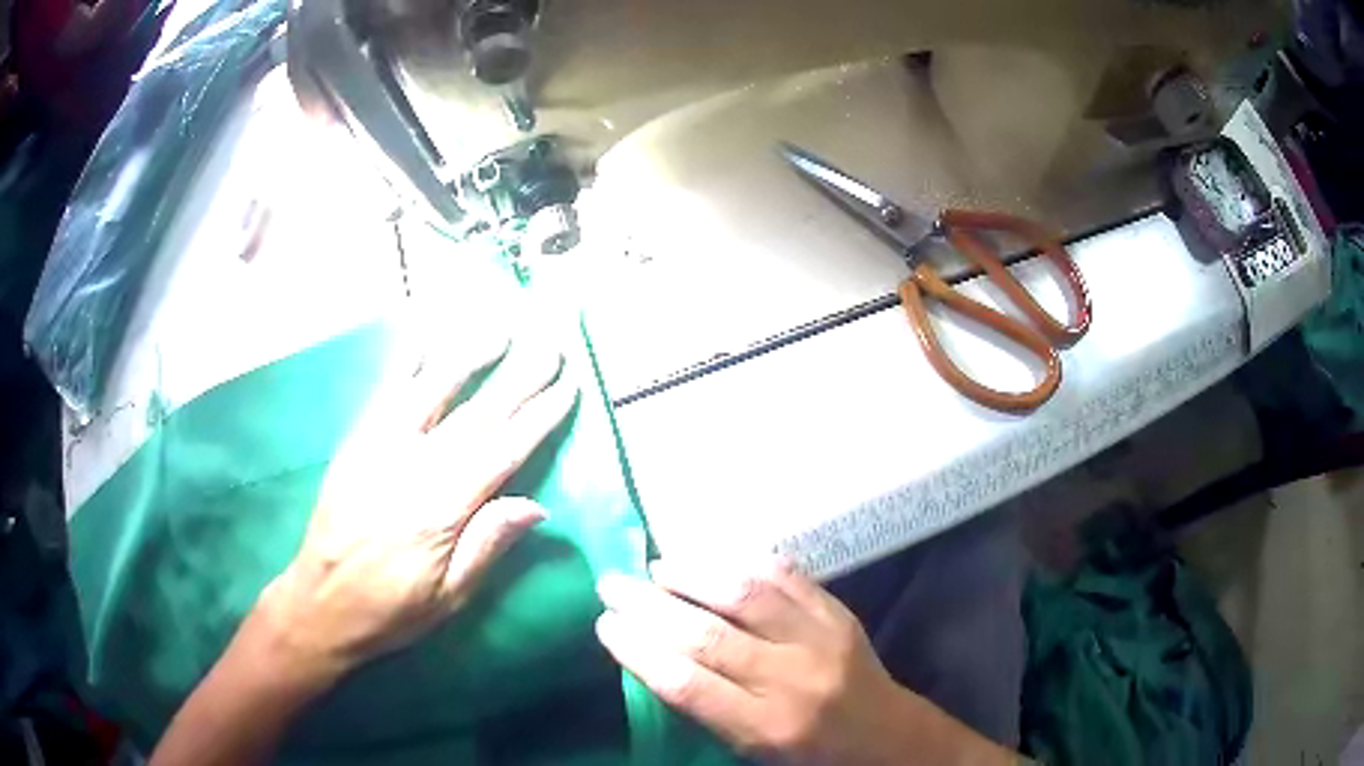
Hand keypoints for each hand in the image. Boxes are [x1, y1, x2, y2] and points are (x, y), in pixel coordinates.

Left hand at [259, 332, 577, 682]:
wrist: (319, 603)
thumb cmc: (391, 610)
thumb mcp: (449, 599)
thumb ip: (488, 547)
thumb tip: (536, 506)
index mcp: (441, 512)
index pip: (502, 453)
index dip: (538, 418)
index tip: (567, 387)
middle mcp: (412, 470)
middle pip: (475, 416)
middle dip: (517, 379)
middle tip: (549, 347)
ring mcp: (378, 450)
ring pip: (430, 392)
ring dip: (467, 357)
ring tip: (498, 330)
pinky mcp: (355, 444)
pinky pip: (383, 394)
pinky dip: (406, 363)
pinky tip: (424, 336)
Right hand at [595, 558, 1015, 765]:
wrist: (884, 734)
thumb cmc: (807, 753)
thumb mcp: (749, 748)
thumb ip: (705, 706)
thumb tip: (653, 652)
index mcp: (765, 726)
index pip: (687, 684)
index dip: (638, 650)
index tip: (604, 625)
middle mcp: (792, 679)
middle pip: (707, 636)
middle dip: (649, 606)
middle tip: (611, 584)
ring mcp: (821, 638)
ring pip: (746, 594)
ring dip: (692, 574)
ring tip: (655, 566)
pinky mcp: (839, 613)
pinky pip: (787, 576)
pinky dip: (743, 561)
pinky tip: (712, 556)